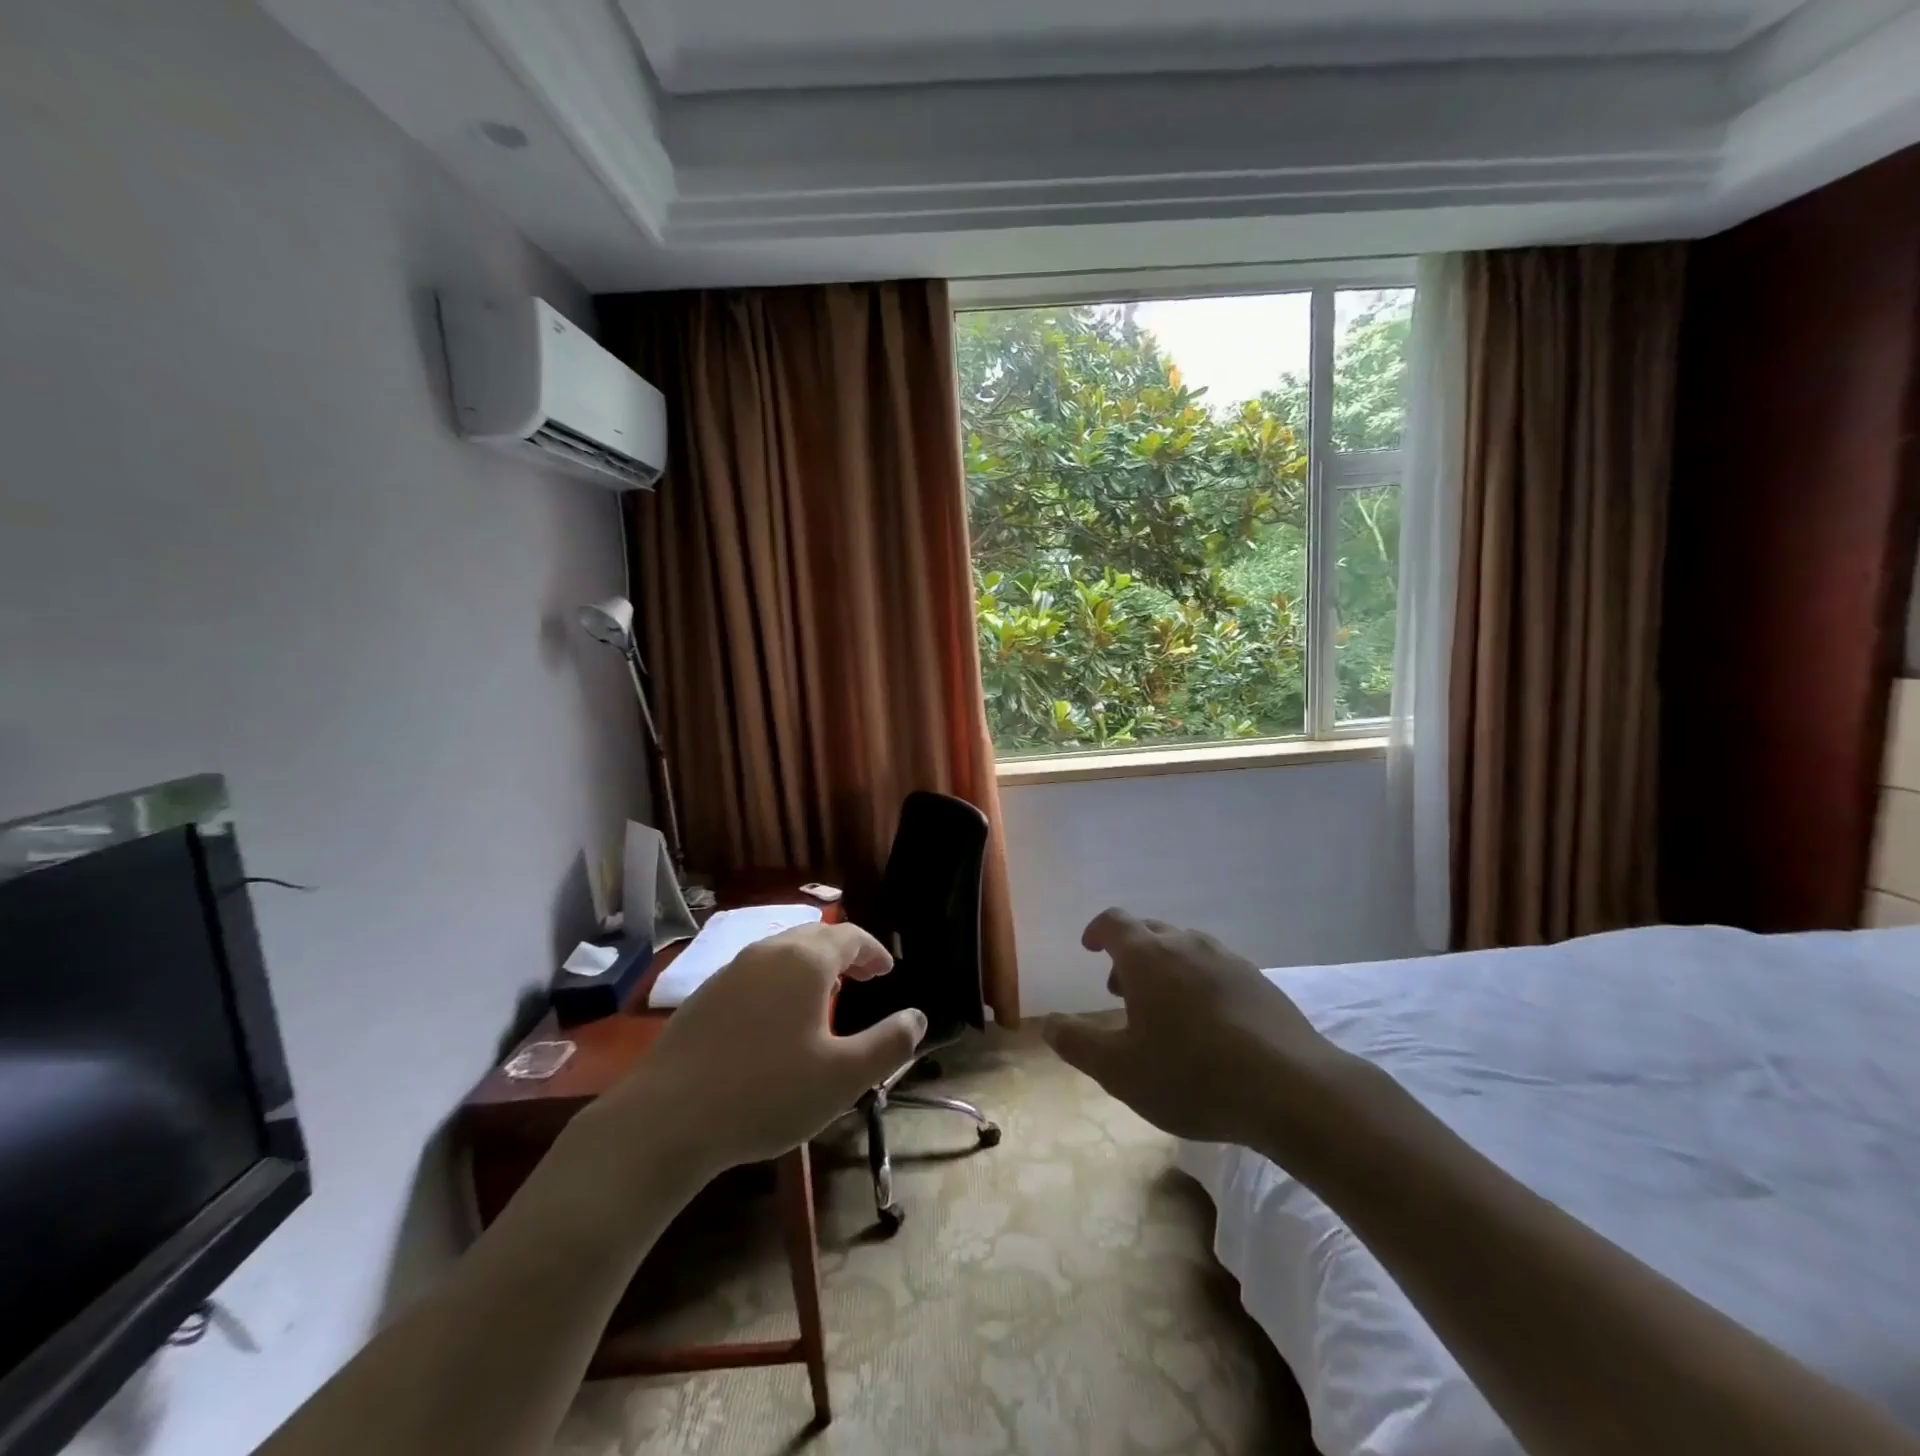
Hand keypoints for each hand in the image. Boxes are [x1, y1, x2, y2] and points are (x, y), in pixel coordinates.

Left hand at [581, 922, 925, 1184]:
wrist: (666, 1120)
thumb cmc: (767, 1093)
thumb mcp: (844, 1077)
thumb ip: (889, 1043)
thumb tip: (918, 1017)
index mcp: (805, 961)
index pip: (851, 936)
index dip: (874, 951)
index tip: (888, 972)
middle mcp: (768, 952)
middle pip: (815, 936)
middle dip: (845, 952)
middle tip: (864, 978)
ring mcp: (731, 970)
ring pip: (782, 952)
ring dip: (811, 964)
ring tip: (825, 994)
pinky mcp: (705, 995)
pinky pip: (756, 972)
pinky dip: (780, 980)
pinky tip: (776, 1017)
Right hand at [1043, 908, 1355, 1149]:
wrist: (1292, 1089)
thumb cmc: (1193, 1075)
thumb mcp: (1120, 1071)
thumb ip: (1078, 1044)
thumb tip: (1048, 1025)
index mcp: (1147, 956)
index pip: (1114, 922)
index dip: (1097, 930)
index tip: (1089, 948)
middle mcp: (1186, 944)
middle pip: (1149, 930)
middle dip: (1128, 953)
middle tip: (1119, 990)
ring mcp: (1227, 959)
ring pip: (1184, 947)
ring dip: (1163, 966)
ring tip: (1162, 1009)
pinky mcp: (1258, 980)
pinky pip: (1214, 966)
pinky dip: (1196, 980)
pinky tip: (1206, 1022)